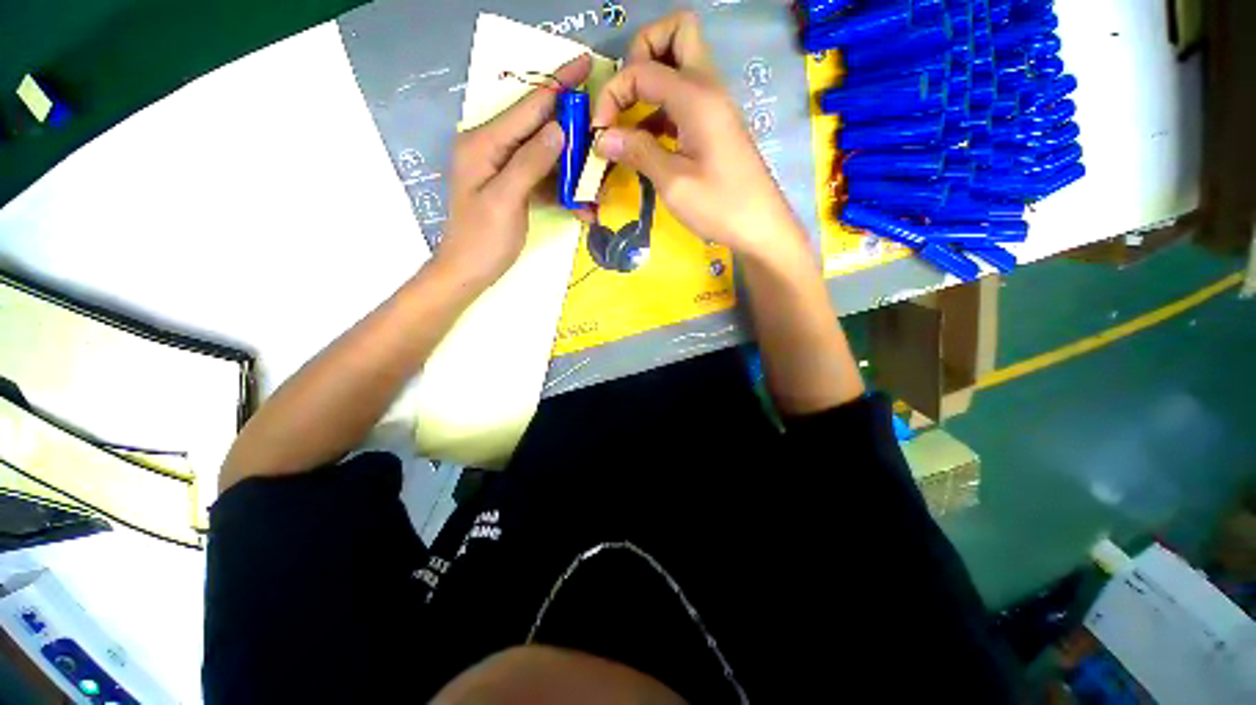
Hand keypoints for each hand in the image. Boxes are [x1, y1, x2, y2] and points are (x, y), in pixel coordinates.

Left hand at [435, 55, 592, 289]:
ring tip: (596, 174)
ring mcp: (502, 167)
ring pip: (544, 153)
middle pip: (537, 126)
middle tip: (600, 124)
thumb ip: (530, 161)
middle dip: (570, 124)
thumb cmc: (483, 240)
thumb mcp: (506, 199)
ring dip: (571, 165)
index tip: (585, 63)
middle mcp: (492, 147)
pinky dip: (562, 188)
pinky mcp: (512, 186)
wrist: (467, 271)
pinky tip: (580, 203)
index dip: (558, 84)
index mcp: (484, 143)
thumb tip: (559, 129)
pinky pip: (542, 177)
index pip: (527, 106)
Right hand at [591, 12, 807, 264]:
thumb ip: (637, 152)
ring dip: (650, 82)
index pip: (643, 68)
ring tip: (628, 124)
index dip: (613, 92)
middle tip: (625, 96)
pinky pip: (683, 98)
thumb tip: (602, 138)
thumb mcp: (673, 183)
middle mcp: (708, 88)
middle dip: (641, 53)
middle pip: (676, 33)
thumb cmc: (720, 206)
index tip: (600, 131)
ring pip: (680, 63)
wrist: (760, 227)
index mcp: (697, 97)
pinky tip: (647, 141)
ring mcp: (714, 105)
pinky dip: (660, 108)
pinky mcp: (714, 125)